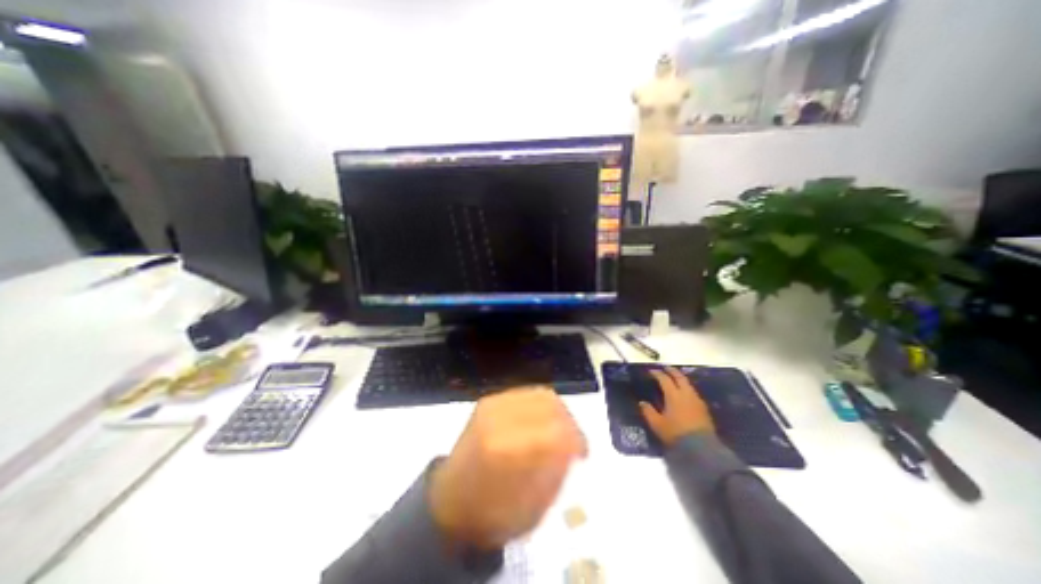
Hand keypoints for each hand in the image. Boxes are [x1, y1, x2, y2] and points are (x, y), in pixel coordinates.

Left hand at [423, 389, 584, 549]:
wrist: (449, 500)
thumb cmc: (490, 514)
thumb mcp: (532, 507)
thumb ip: (557, 469)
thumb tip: (573, 444)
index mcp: (509, 450)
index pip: (557, 430)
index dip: (576, 439)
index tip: (582, 453)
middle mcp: (500, 419)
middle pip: (550, 404)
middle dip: (569, 422)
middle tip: (573, 440)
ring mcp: (492, 405)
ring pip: (540, 394)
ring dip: (557, 411)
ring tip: (560, 429)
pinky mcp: (489, 400)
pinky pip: (526, 393)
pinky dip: (541, 405)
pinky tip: (542, 420)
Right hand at [643, 365, 715, 446]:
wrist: (701, 448)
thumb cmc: (675, 434)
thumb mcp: (657, 424)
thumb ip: (648, 411)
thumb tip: (642, 402)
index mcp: (673, 395)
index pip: (664, 379)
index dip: (657, 373)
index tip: (651, 371)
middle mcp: (686, 394)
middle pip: (679, 377)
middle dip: (671, 371)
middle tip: (665, 368)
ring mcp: (696, 400)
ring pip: (688, 383)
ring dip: (680, 378)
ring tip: (674, 378)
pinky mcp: (703, 408)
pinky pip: (693, 392)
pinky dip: (686, 387)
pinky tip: (683, 393)